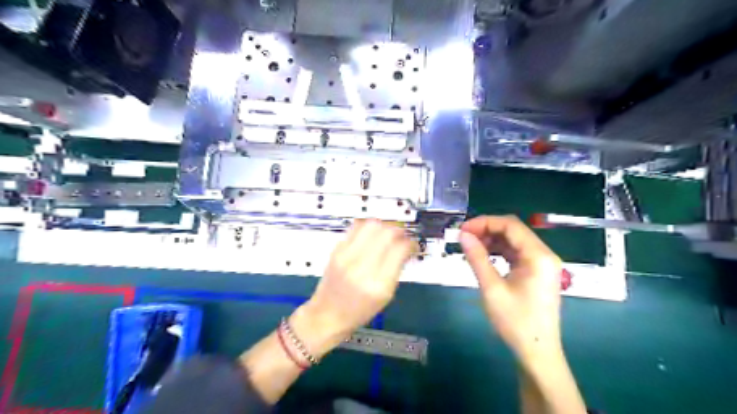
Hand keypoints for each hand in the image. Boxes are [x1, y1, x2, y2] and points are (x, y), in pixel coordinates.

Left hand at [291, 218, 412, 356]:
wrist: (327, 314)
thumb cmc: (360, 311)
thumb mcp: (386, 296)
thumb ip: (396, 268)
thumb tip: (406, 247)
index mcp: (379, 284)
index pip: (399, 249)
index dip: (410, 242)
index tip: (413, 244)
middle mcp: (362, 267)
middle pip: (387, 233)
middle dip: (399, 231)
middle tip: (402, 237)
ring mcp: (346, 255)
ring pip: (372, 225)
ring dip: (384, 226)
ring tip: (387, 234)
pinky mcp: (336, 249)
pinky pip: (356, 227)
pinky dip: (369, 227)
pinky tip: (372, 235)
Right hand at [459, 215, 564, 364]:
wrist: (536, 351)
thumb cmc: (515, 321)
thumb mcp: (492, 288)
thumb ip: (477, 258)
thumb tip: (463, 235)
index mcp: (538, 256)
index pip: (510, 225)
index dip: (484, 222)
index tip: (462, 230)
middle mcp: (544, 254)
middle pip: (513, 231)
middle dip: (487, 230)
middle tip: (464, 238)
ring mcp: (542, 263)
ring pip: (514, 241)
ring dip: (492, 240)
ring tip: (471, 247)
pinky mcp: (537, 272)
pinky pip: (516, 253)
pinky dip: (499, 251)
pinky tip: (484, 256)